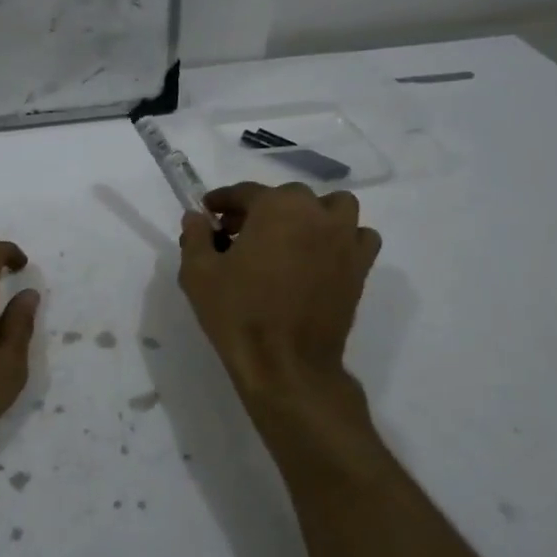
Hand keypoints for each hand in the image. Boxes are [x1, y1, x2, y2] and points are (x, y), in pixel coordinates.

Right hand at [178, 182, 380, 400]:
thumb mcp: (198, 273)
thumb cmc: (238, 313)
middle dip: (261, 209)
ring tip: (288, 237)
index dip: (222, 201)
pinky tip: (322, 256)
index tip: (207, 212)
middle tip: (238, 234)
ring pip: (333, 208)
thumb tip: (196, 218)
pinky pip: (359, 238)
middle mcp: (316, 214)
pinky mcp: (360, 268)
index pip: (245, 192)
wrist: (285, 364)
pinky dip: (342, 238)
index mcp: (277, 207)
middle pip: (287, 197)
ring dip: (310, 214)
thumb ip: (196, 237)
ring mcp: (344, 240)